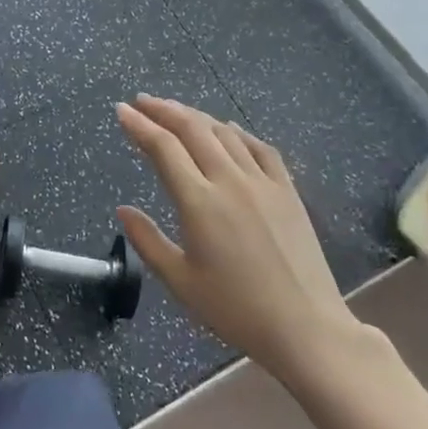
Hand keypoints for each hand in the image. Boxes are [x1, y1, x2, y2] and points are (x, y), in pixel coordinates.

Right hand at [115, 96, 358, 384]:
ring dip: (196, 116)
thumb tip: (123, 209)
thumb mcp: (180, 282)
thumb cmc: (235, 309)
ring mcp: (262, 182)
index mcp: (199, 202)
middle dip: (163, 110)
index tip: (121, 110)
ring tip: (176, 111)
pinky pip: (259, 147)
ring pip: (224, 132)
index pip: (163, 148)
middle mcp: (229, 180)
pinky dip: (238, 132)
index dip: (139, 125)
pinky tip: (229, 129)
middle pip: (192, 129)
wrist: (306, 327)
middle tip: (143, 101)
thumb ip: (147, 241)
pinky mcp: (287, 190)